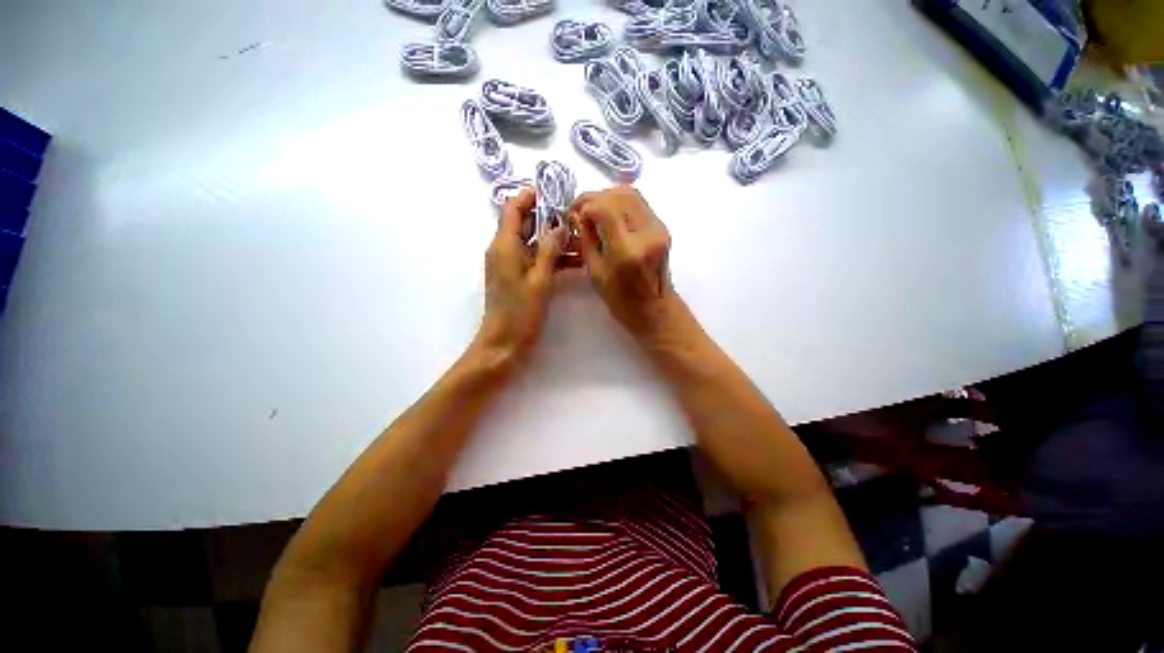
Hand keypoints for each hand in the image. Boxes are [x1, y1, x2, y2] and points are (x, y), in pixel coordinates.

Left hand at [472, 189, 561, 368]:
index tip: (553, 192)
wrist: (504, 344)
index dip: (530, 196)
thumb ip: (549, 250)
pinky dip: (552, 257)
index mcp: (504, 245)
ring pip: (533, 243)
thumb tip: (560, 225)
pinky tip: (574, 261)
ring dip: (554, 239)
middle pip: (525, 224)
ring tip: (581, 239)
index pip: (513, 208)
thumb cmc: (520, 313)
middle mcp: (504, 250)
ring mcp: (511, 265)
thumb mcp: (539, 280)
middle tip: (575, 217)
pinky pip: (535, 259)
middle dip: (548, 218)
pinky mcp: (518, 277)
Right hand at [570, 186, 685, 343]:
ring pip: (631, 194)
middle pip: (619, 195)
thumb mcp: (595, 273)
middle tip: (580, 210)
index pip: (605, 208)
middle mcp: (647, 233)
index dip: (585, 205)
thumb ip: (586, 240)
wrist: (654, 309)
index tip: (573, 215)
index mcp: (628, 250)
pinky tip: (608, 214)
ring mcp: (658, 228)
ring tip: (592, 210)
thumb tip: (576, 215)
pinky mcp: (661, 227)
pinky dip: (620, 202)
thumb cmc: (621, 299)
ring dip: (608, 197)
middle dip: (594, 198)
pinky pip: (638, 203)